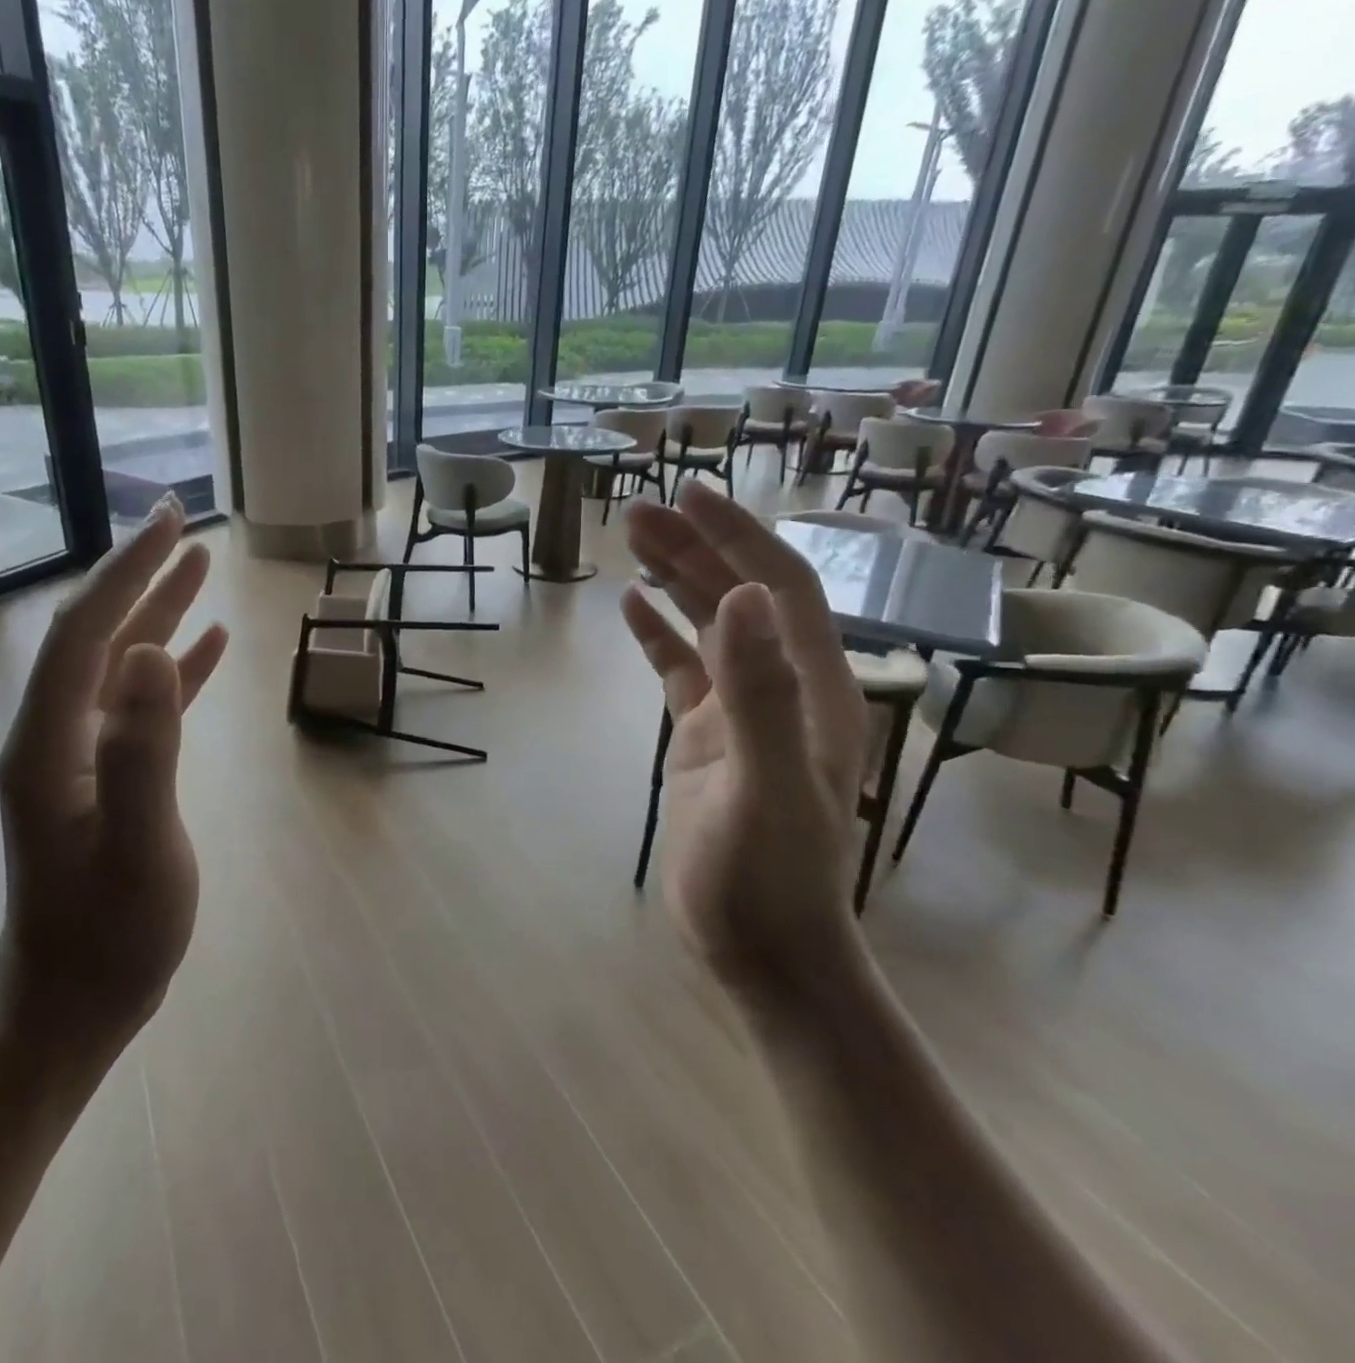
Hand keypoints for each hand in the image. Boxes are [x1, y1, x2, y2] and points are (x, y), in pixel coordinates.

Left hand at [0, 496, 228, 1071]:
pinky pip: (143, 705)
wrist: (73, 1006)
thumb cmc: (108, 935)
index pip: (84, 633)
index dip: (125, 573)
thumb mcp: (137, 845)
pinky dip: (175, 669)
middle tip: (181, 523)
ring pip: (122, 664)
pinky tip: (206, 646)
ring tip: (200, 567)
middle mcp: (57, 735)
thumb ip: (143, 749)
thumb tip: (154, 651)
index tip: (168, 526)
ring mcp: (82, 756)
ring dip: (158, 612)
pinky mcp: (110, 775)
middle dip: (137, 575)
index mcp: (50, 743)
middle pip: (98, 636)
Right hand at [622, 484, 868, 998]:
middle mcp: (783, 688)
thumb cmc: (770, 878)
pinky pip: (681, 670)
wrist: (764, 950)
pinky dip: (658, 634)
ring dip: (676, 580)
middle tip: (639, 510)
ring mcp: (742, 713)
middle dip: (695, 547)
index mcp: (813, 689)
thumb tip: (739, 597)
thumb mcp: (766, 786)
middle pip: (740, 596)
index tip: (692, 494)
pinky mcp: (707, 738)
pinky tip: (631, 606)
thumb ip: (760, 694)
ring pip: (709, 627)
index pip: (780, 588)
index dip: (739, 537)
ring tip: (632, 539)